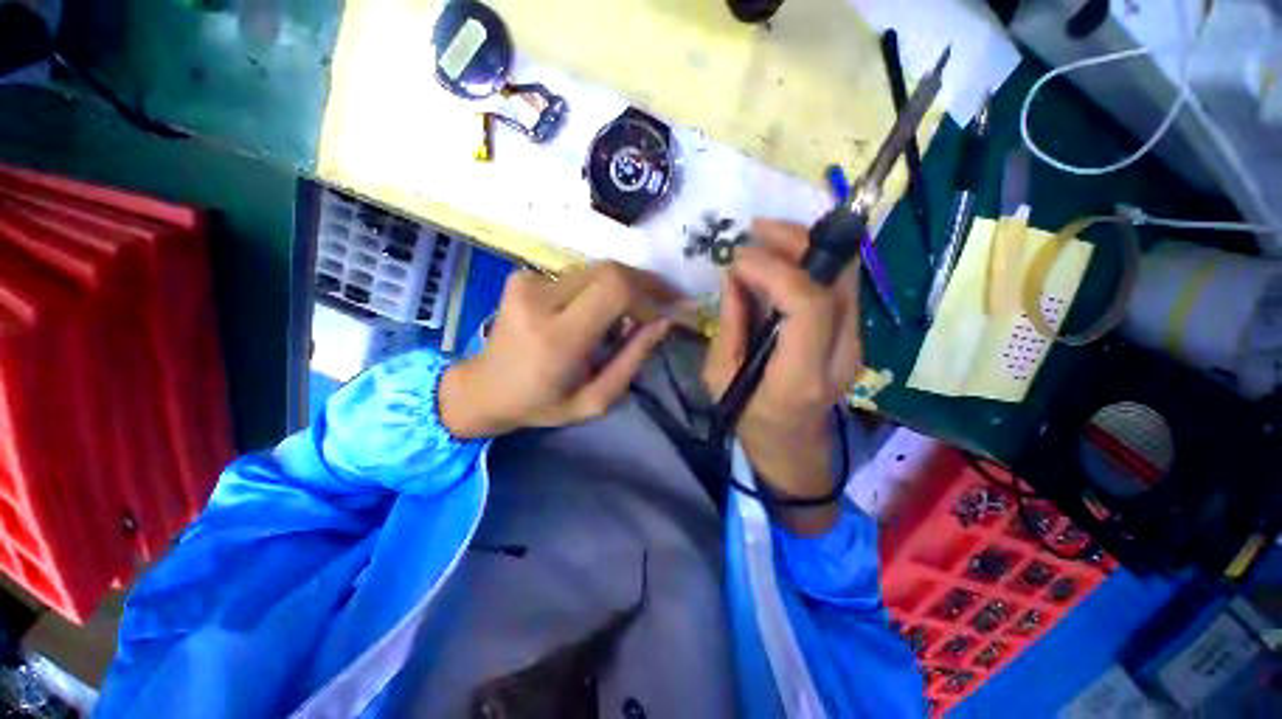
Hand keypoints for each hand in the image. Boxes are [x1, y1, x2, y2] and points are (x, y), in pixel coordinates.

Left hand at [439, 262, 674, 437]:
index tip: (665, 314)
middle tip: (663, 304)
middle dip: (643, 286)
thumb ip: (632, 360)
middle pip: (610, 271)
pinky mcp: (524, 276)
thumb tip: (664, 323)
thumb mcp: (595, 400)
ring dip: (622, 289)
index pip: (615, 290)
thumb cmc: (542, 404)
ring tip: (630, 316)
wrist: (484, 388)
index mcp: (557, 338)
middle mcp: (539, 299)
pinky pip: (579, 275)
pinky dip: (599, 290)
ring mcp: (528, 282)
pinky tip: (599, 313)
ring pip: (597, 270)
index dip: (648, 296)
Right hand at [703, 219, 861, 532]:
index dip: (775, 271)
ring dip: (809, 244)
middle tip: (757, 229)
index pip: (809, 306)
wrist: (792, 447)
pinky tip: (783, 256)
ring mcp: (855, 344)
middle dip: (799, 241)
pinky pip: (840, 285)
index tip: (738, 259)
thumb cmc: (748, 420)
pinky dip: (814, 261)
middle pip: (839, 280)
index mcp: (801, 376)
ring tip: (767, 234)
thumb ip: (730, 324)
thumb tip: (735, 276)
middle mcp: (841, 356)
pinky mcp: (854, 336)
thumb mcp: (719, 378)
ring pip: (847, 275)